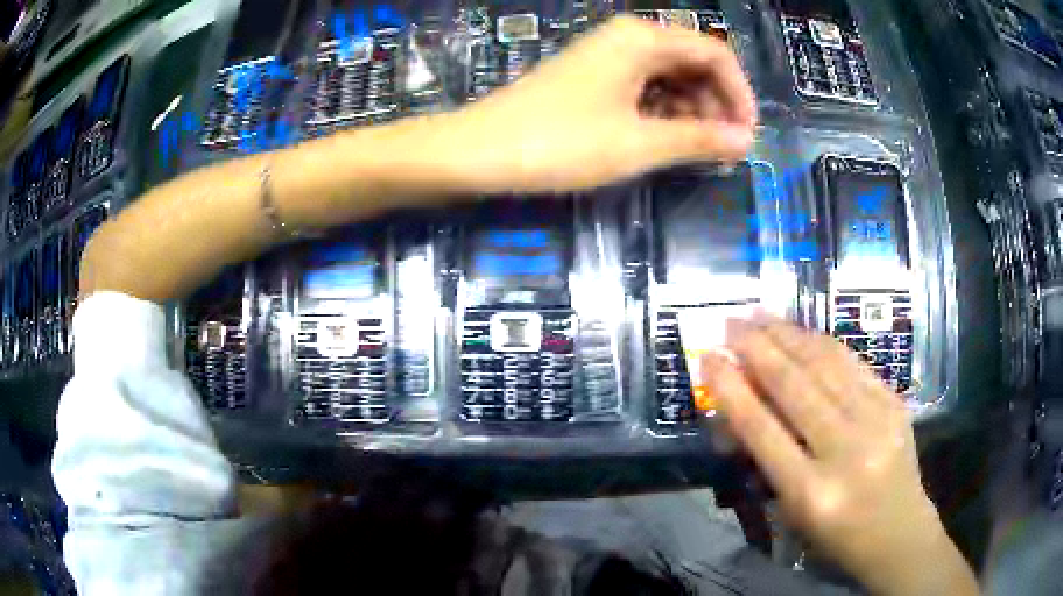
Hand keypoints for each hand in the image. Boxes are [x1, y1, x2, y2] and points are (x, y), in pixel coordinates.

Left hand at [444, 15, 756, 192]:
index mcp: (642, 39)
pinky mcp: (592, 78)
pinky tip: (666, 141)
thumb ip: (698, 139)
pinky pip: (643, 88)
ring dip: (692, 112)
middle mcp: (627, 38)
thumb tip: (745, 141)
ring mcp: (607, 57)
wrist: (479, 151)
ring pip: (669, 77)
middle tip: (725, 151)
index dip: (739, 94)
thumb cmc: (561, 142)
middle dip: (716, 105)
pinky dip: (663, 113)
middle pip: (693, 63)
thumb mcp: (639, 143)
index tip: (748, 136)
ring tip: (698, 153)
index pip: (714, 54)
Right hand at [699, 315, 978, 595]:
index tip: (708, 357)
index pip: (762, 430)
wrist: (898, 533)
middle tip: (731, 321)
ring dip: (788, 334)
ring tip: (760, 314)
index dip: (732, 389)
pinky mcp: (895, 402)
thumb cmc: (836, 535)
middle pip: (795, 387)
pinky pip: (853, 363)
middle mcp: (846, 451)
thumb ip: (768, 459)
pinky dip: (822, 343)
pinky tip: (802, 331)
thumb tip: (740, 405)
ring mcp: (877, 421)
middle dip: (757, 348)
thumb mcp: (792, 512)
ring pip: (825, 364)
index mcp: (811, 492)